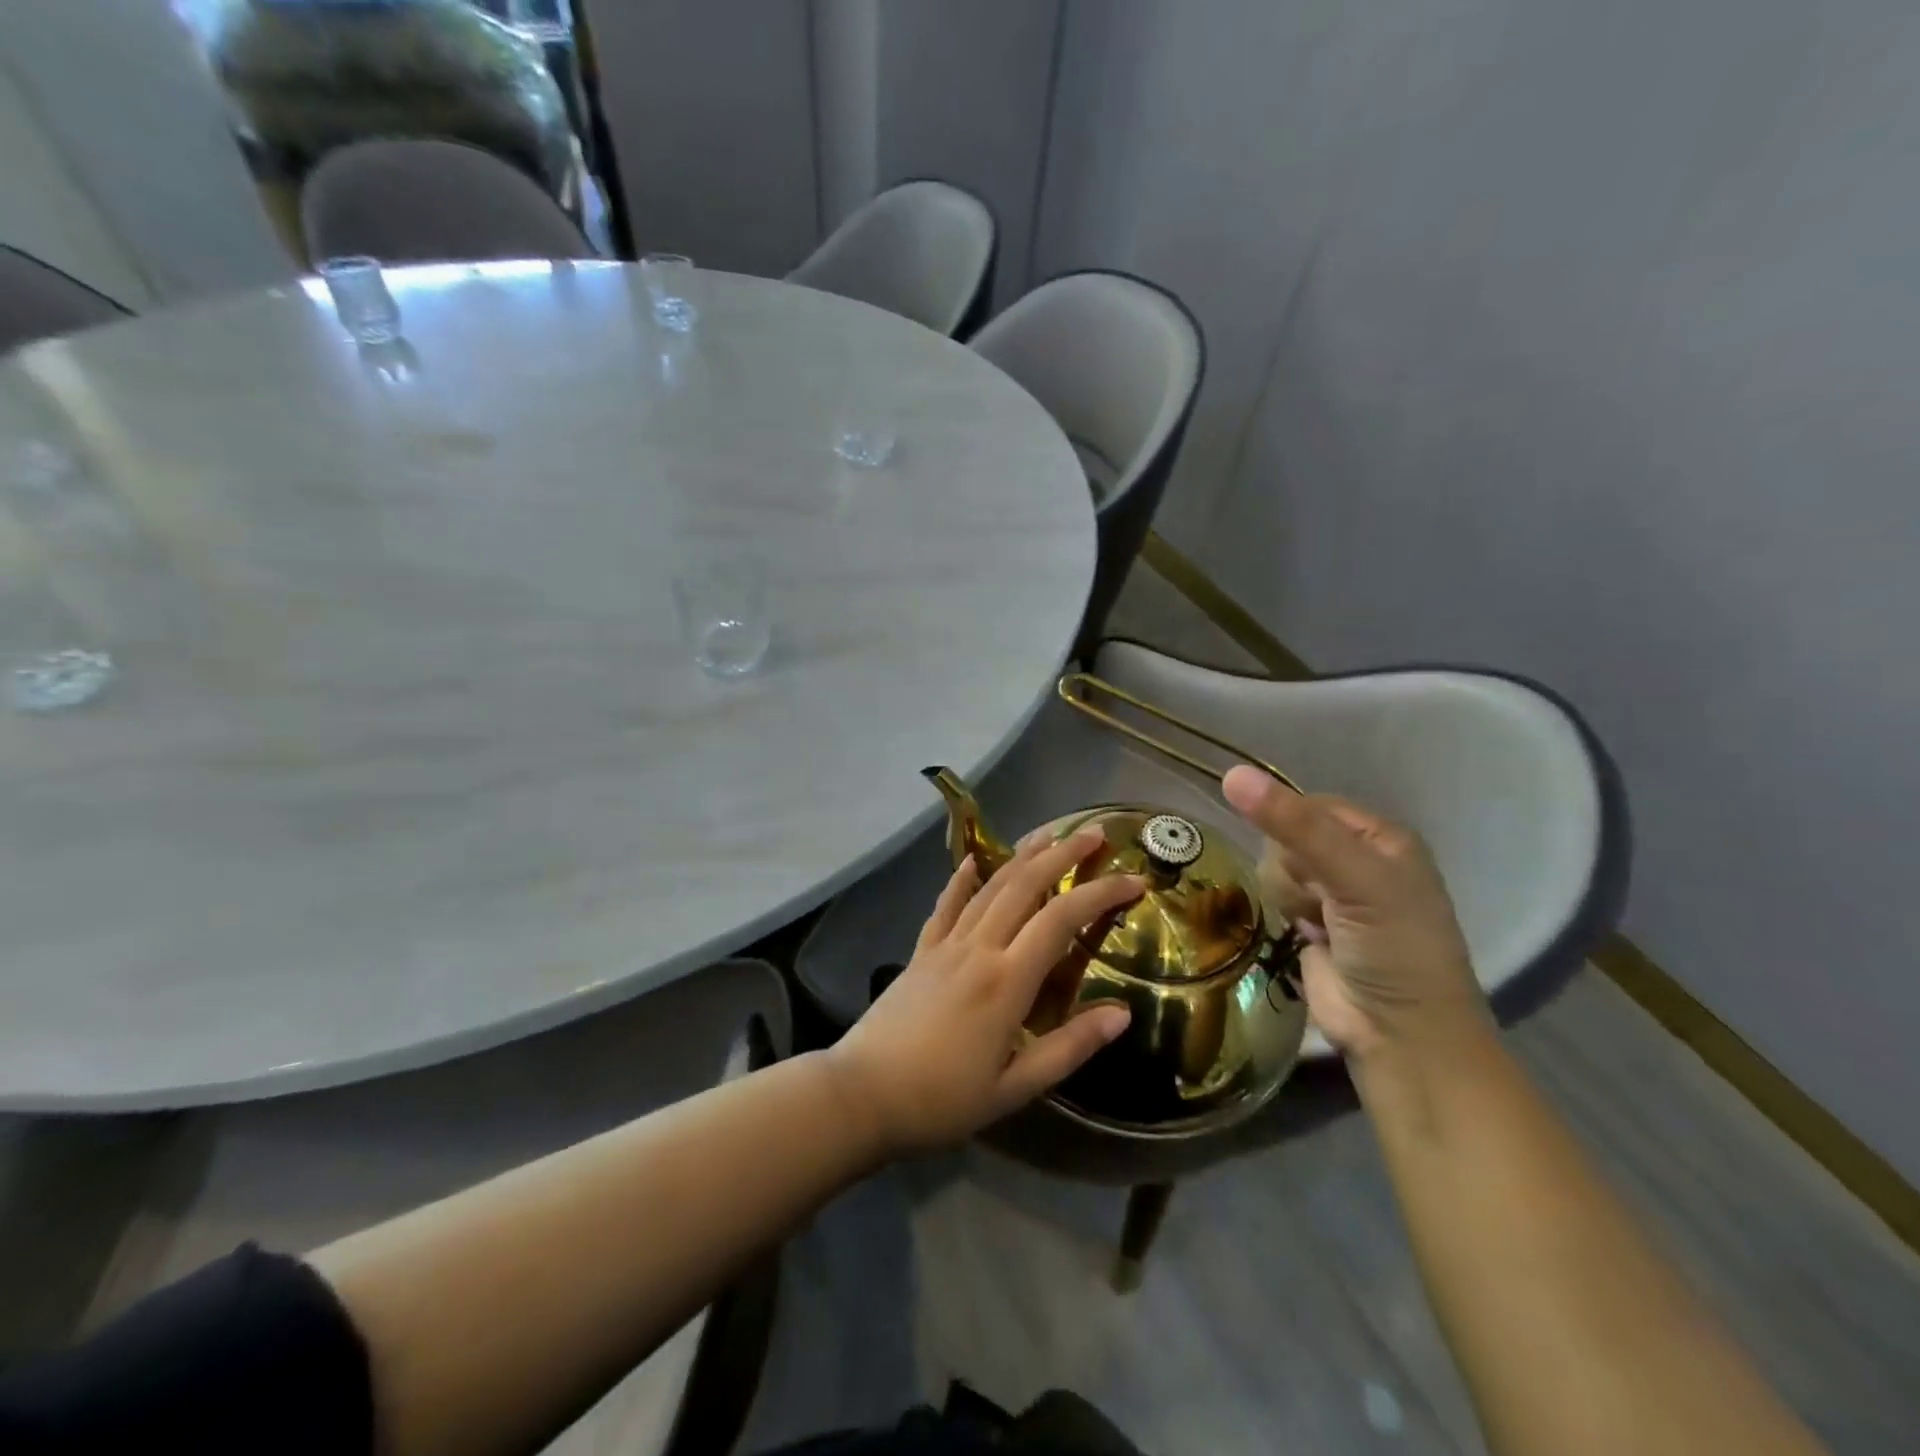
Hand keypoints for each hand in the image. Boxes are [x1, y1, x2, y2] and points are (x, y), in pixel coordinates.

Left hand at [827, 828, 1142, 1153]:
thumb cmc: (943, 1099)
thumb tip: (1122, 1012)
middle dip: (1062, 854)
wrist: (862, 1094)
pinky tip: (971, 861)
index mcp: (1007, 981)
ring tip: (1047, 834)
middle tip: (1094, 834)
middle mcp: (978, 948)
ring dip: (1020, 856)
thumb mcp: (1015, 1088)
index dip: (1101, 894)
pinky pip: (945, 906)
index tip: (1134, 880)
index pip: (1062, 919)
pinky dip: (961, 881)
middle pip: (1025, 886)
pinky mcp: (921, 951)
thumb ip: (1069, 1047)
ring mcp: (945, 945)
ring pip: (989, 887)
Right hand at [1222, 766, 1484, 1059]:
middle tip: (1323, 900)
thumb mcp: (1354, 877)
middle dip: (1294, 869)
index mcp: (1380, 836)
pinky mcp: (1308, 921)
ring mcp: (1331, 892)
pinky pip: (1272, 895)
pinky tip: (1306, 935)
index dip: (1294, 829)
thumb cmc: (1393, 947)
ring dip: (1289, 895)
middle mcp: (1356, 857)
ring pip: (1273, 865)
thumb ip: (1293, 826)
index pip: (1308, 804)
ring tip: (1319, 925)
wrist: (1398, 1034)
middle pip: (1284, 835)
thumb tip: (1231, 774)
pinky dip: (1284, 913)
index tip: (1310, 863)